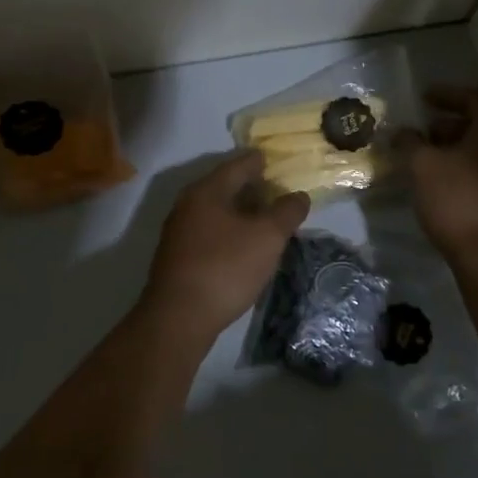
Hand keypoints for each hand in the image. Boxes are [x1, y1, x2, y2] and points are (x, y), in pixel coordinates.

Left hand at [139, 151, 310, 341]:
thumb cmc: (226, 267)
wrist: (179, 318)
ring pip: (216, 212)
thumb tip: (298, 195)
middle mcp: (188, 205)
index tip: (274, 159)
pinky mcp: (178, 257)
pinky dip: (230, 231)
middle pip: (224, 187)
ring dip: (240, 212)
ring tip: (266, 218)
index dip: (259, 161)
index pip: (237, 165)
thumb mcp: (267, 237)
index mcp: (206, 191)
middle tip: (276, 189)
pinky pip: (210, 232)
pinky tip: (245, 245)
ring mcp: (179, 232)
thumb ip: (286, 212)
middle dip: (250, 187)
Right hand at [400, 84, 477, 257]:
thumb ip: (410, 142)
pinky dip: (464, 164)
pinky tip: (440, 176)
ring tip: (427, 153)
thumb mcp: (422, 164)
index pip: (473, 98)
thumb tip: (402, 132)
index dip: (446, 94)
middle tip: (424, 129)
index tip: (423, 97)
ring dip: (456, 145)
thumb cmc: (455, 197)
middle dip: (450, 123)